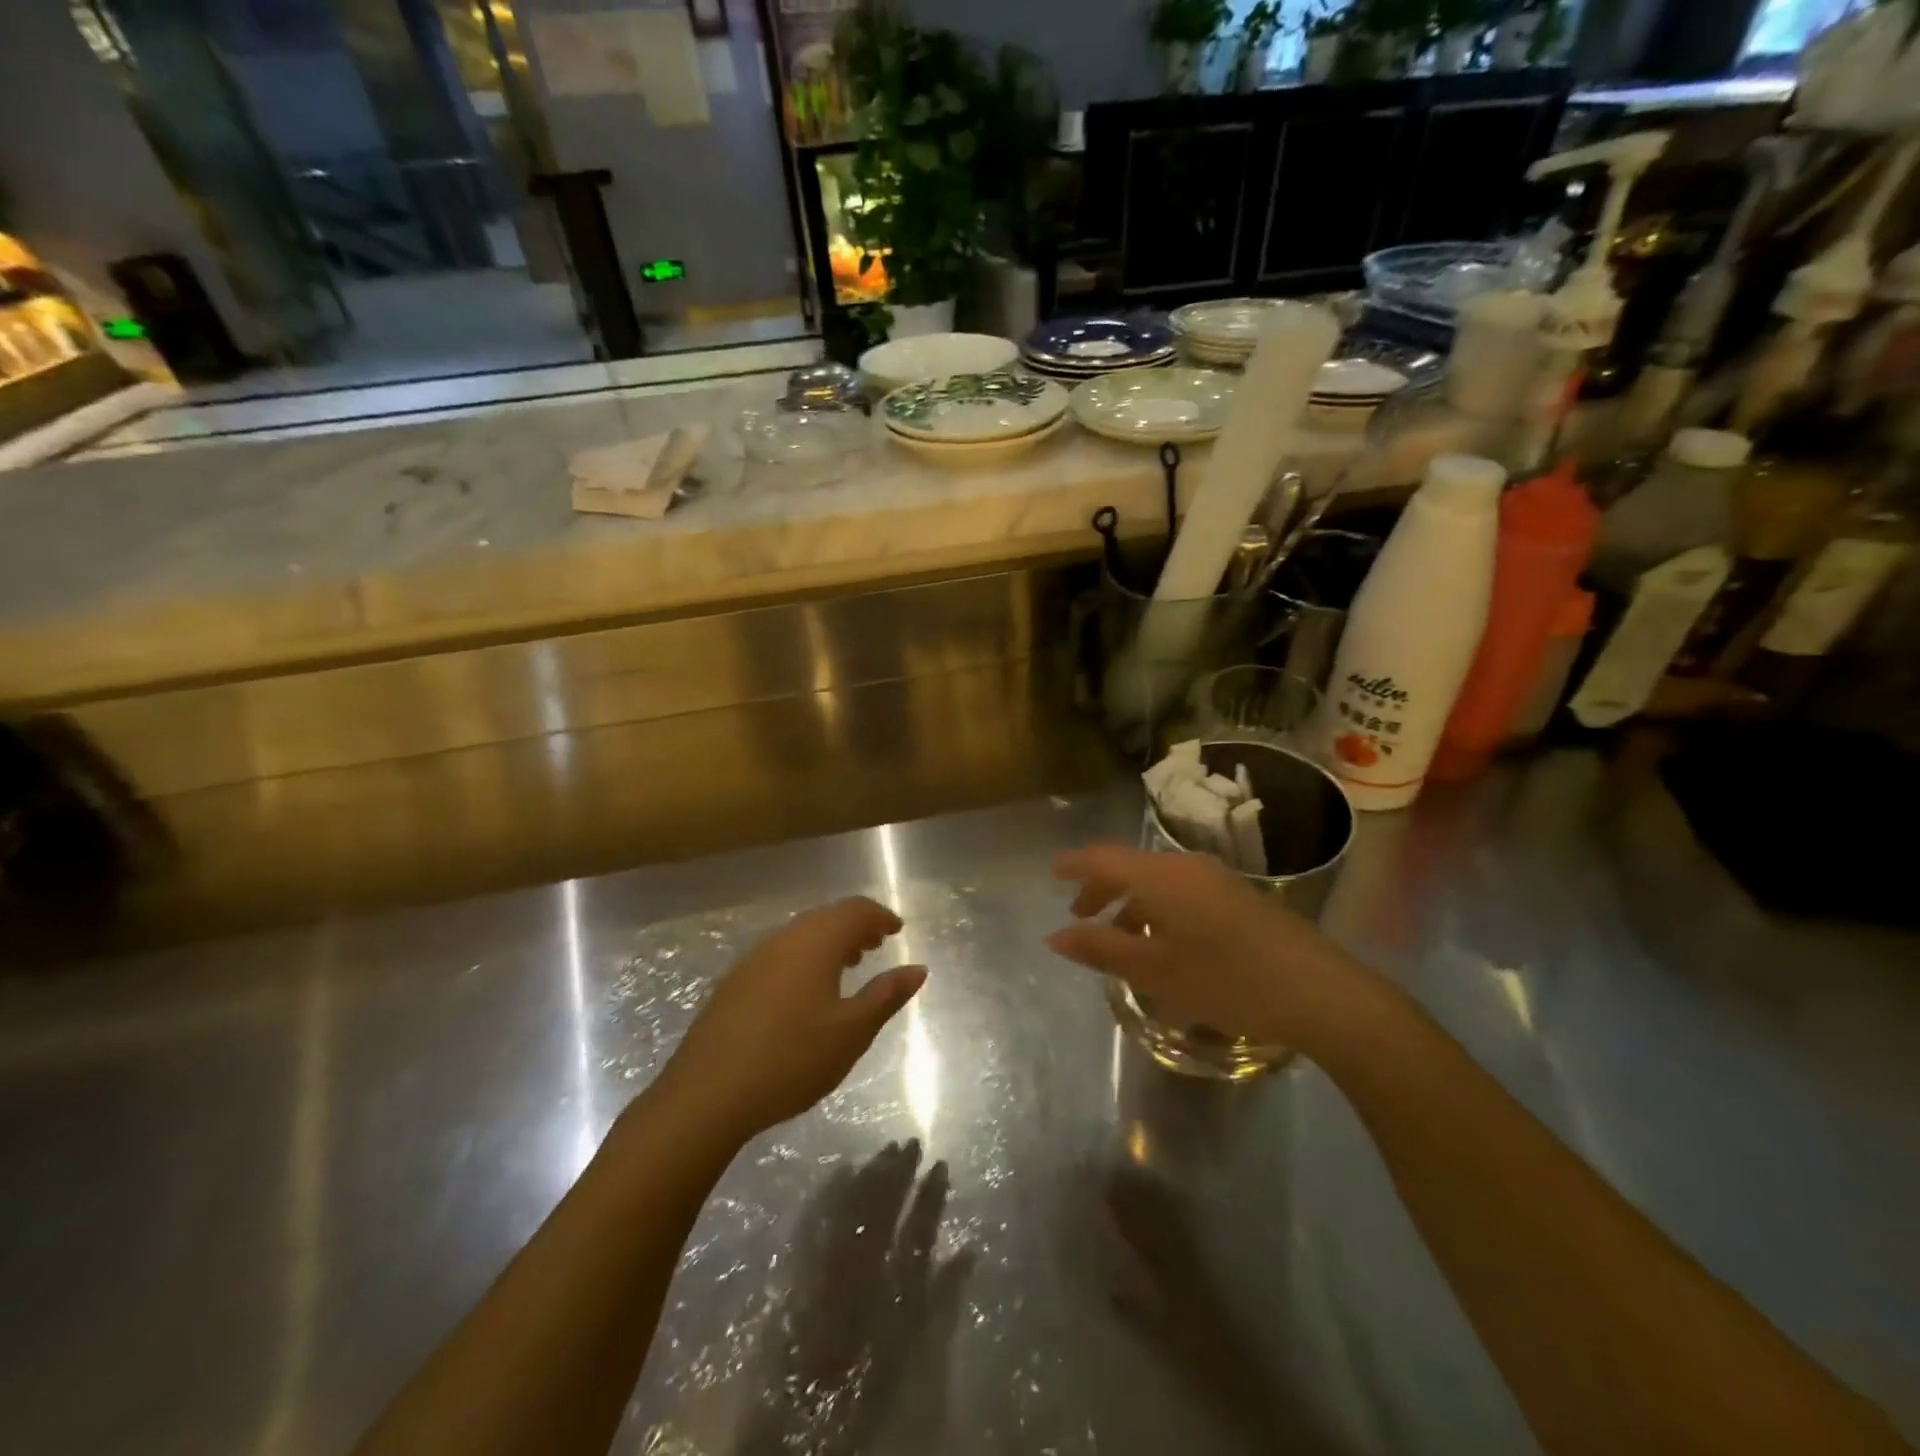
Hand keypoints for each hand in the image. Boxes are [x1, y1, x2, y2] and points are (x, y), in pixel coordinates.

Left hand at [664, 897, 924, 1140]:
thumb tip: (918, 969)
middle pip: (826, 918)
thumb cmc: (792, 1058)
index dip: (879, 916)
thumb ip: (886, 995)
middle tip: (877, 945)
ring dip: (829, 942)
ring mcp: (754, 959)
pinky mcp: (734, 982)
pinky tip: (806, 991)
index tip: (898, 930)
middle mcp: (784, 939)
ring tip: (847, 966)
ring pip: (801, 935)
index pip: (855, 911)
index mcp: (816, 942)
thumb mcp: (852, 1031)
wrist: (707, 1093)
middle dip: (855, 927)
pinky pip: (780, 953)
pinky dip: (804, 958)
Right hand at [1048, 843, 1377, 1054]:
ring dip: (1132, 904)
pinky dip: (1159, 910)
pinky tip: (1165, 944)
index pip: (1103, 858)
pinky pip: (1182, 892)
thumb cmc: (1226, 980)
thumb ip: (1101, 950)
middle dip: (1101, 889)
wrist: (1319, 991)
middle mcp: (1186, 866)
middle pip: (1131, 867)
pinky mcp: (1238, 896)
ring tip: (1121, 940)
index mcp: (1160, 877)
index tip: (1052, 873)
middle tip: (1081, 916)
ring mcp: (1217, 879)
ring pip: (1158, 881)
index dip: (1074, 865)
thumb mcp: (1155, 971)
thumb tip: (1055, 936)